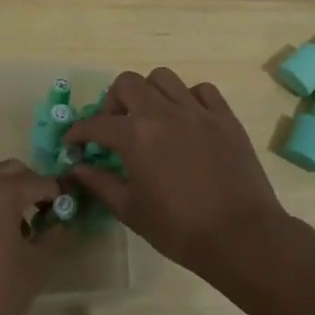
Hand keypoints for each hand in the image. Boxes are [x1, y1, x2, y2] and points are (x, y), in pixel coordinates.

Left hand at [0, 160, 64, 314]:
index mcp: (3, 192)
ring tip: (24, 231)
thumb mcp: (36, 267)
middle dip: (33, 186)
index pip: (41, 181)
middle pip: (12, 171)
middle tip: (47, 214)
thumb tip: (62, 224)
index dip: (60, 194)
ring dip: (10, 195)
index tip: (70, 210)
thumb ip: (54, 239)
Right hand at [65, 68, 292, 279]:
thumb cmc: (179, 229)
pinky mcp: (225, 118)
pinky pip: (202, 90)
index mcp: (135, 135)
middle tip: (115, 126)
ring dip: (149, 93)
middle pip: (128, 83)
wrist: (241, 236)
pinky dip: (188, 98)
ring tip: (151, 118)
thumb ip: (100, 184)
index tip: (73, 143)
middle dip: (113, 101)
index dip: (79, 132)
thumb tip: (77, 168)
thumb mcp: (131, 210)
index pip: (96, 123)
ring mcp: (197, 111)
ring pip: (164, 78)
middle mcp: (163, 112)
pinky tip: (187, 119)